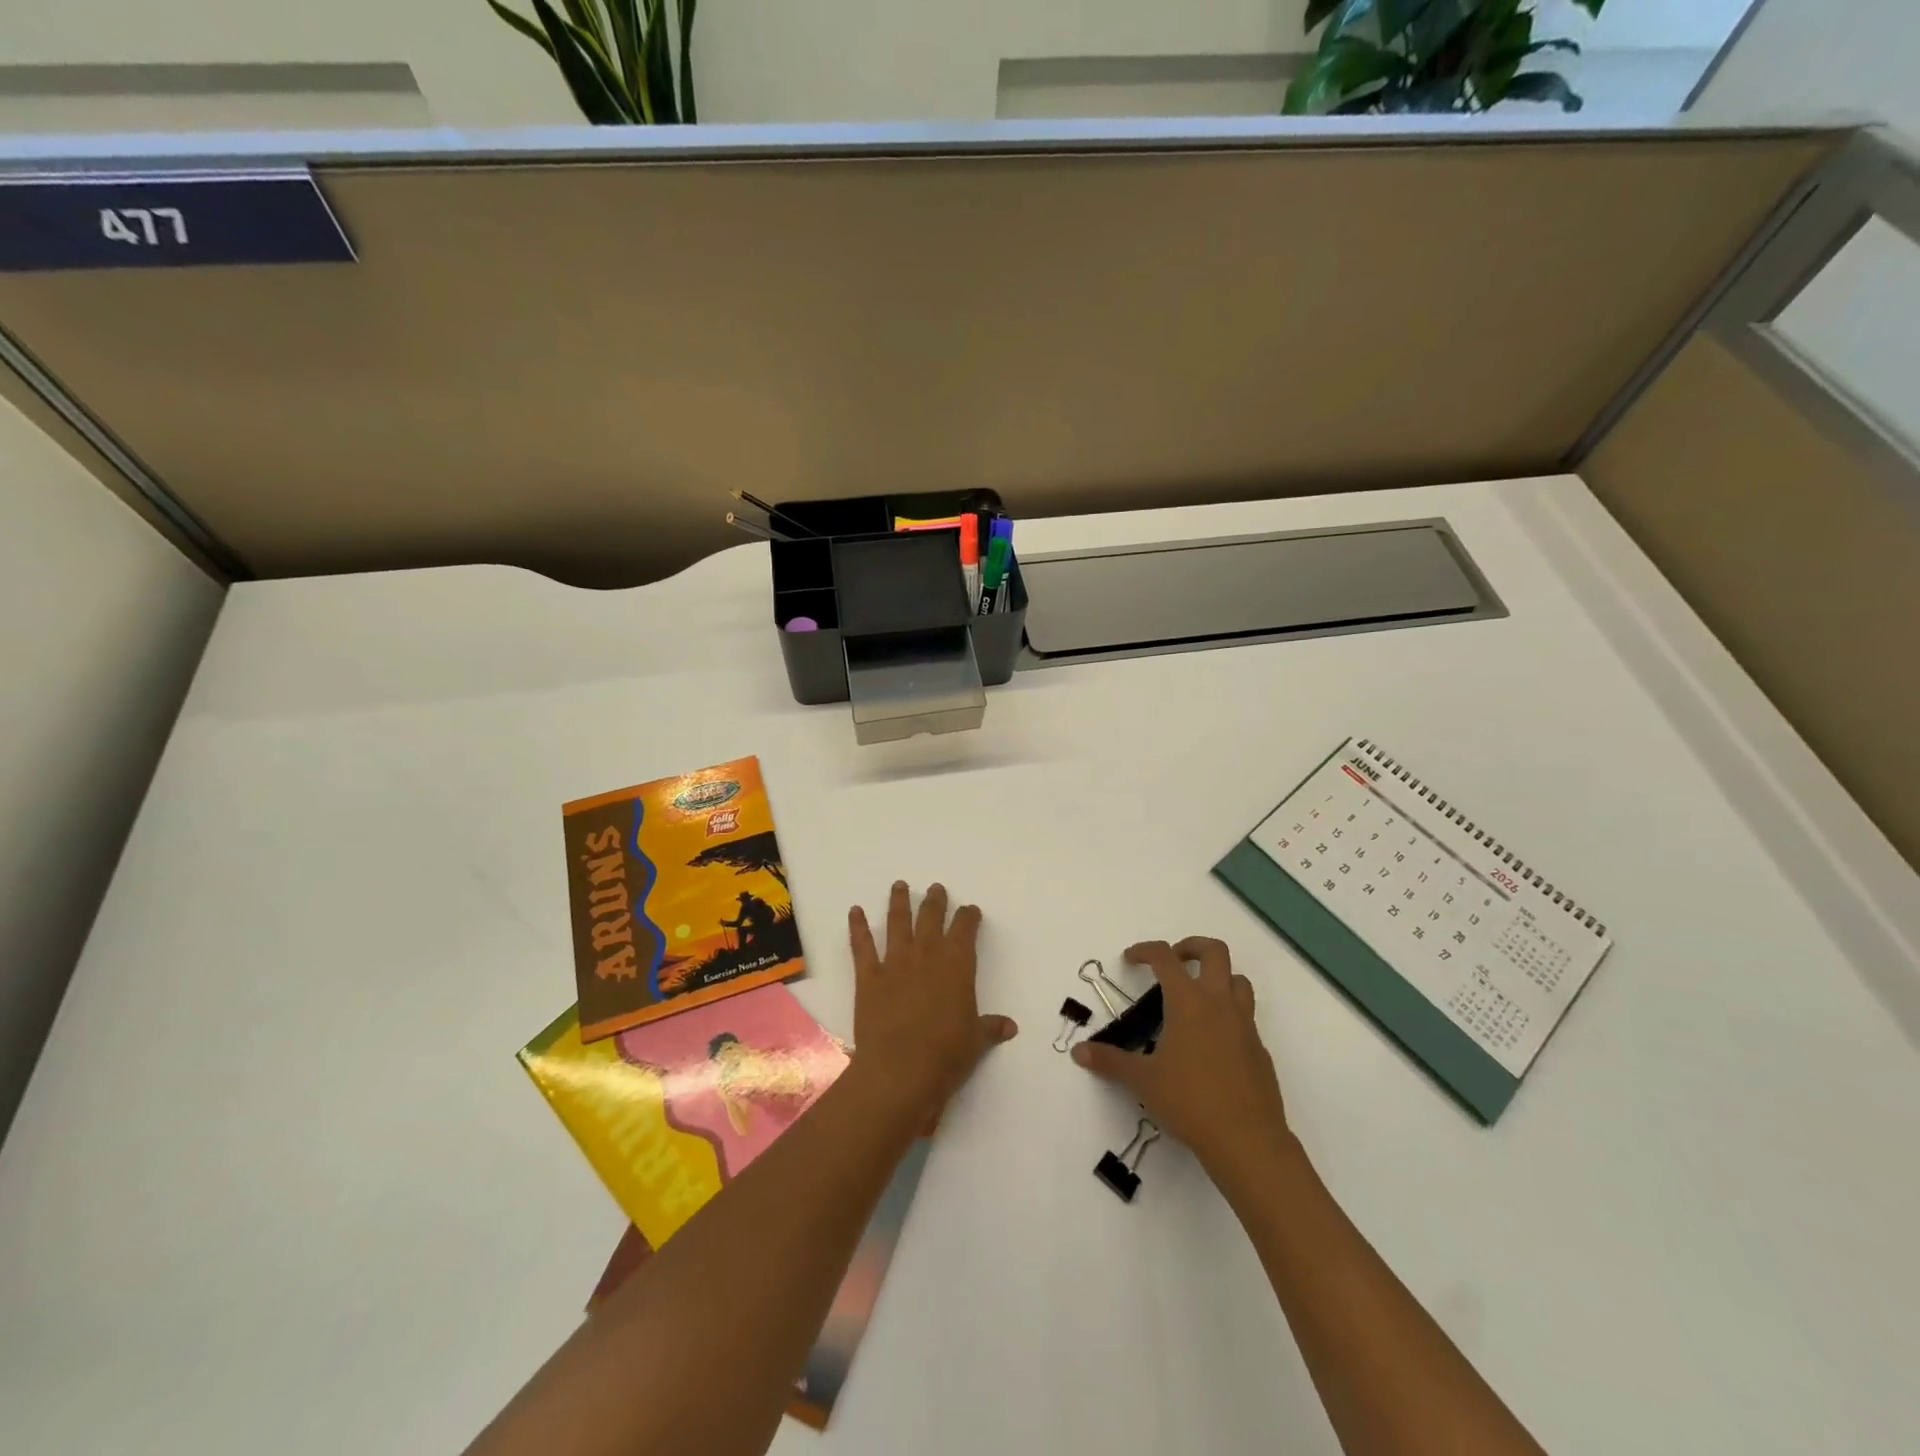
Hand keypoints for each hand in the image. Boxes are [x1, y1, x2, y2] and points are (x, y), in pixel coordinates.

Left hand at [846, 882, 1017, 1121]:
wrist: (900, 1069)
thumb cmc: (946, 1055)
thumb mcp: (976, 1041)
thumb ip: (990, 1027)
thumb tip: (1010, 1027)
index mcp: (957, 965)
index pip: (965, 929)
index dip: (968, 917)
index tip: (970, 910)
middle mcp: (927, 955)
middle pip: (931, 917)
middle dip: (935, 901)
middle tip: (935, 888)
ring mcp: (895, 962)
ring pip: (898, 922)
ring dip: (899, 902)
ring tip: (899, 885)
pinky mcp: (869, 976)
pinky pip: (862, 945)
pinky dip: (857, 926)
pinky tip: (854, 911)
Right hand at [1072, 938, 1295, 1182]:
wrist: (1248, 1140)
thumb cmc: (1190, 1101)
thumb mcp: (1143, 1081)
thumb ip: (1110, 1061)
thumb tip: (1079, 1052)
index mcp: (1188, 1002)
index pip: (1165, 957)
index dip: (1145, 950)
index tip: (1131, 959)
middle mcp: (1219, 1003)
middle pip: (1214, 951)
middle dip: (1191, 947)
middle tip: (1173, 961)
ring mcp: (1245, 1025)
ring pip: (1238, 980)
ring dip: (1218, 977)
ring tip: (1196, 996)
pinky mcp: (1260, 1049)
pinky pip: (1246, 1016)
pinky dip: (1229, 1014)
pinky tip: (1212, 1042)